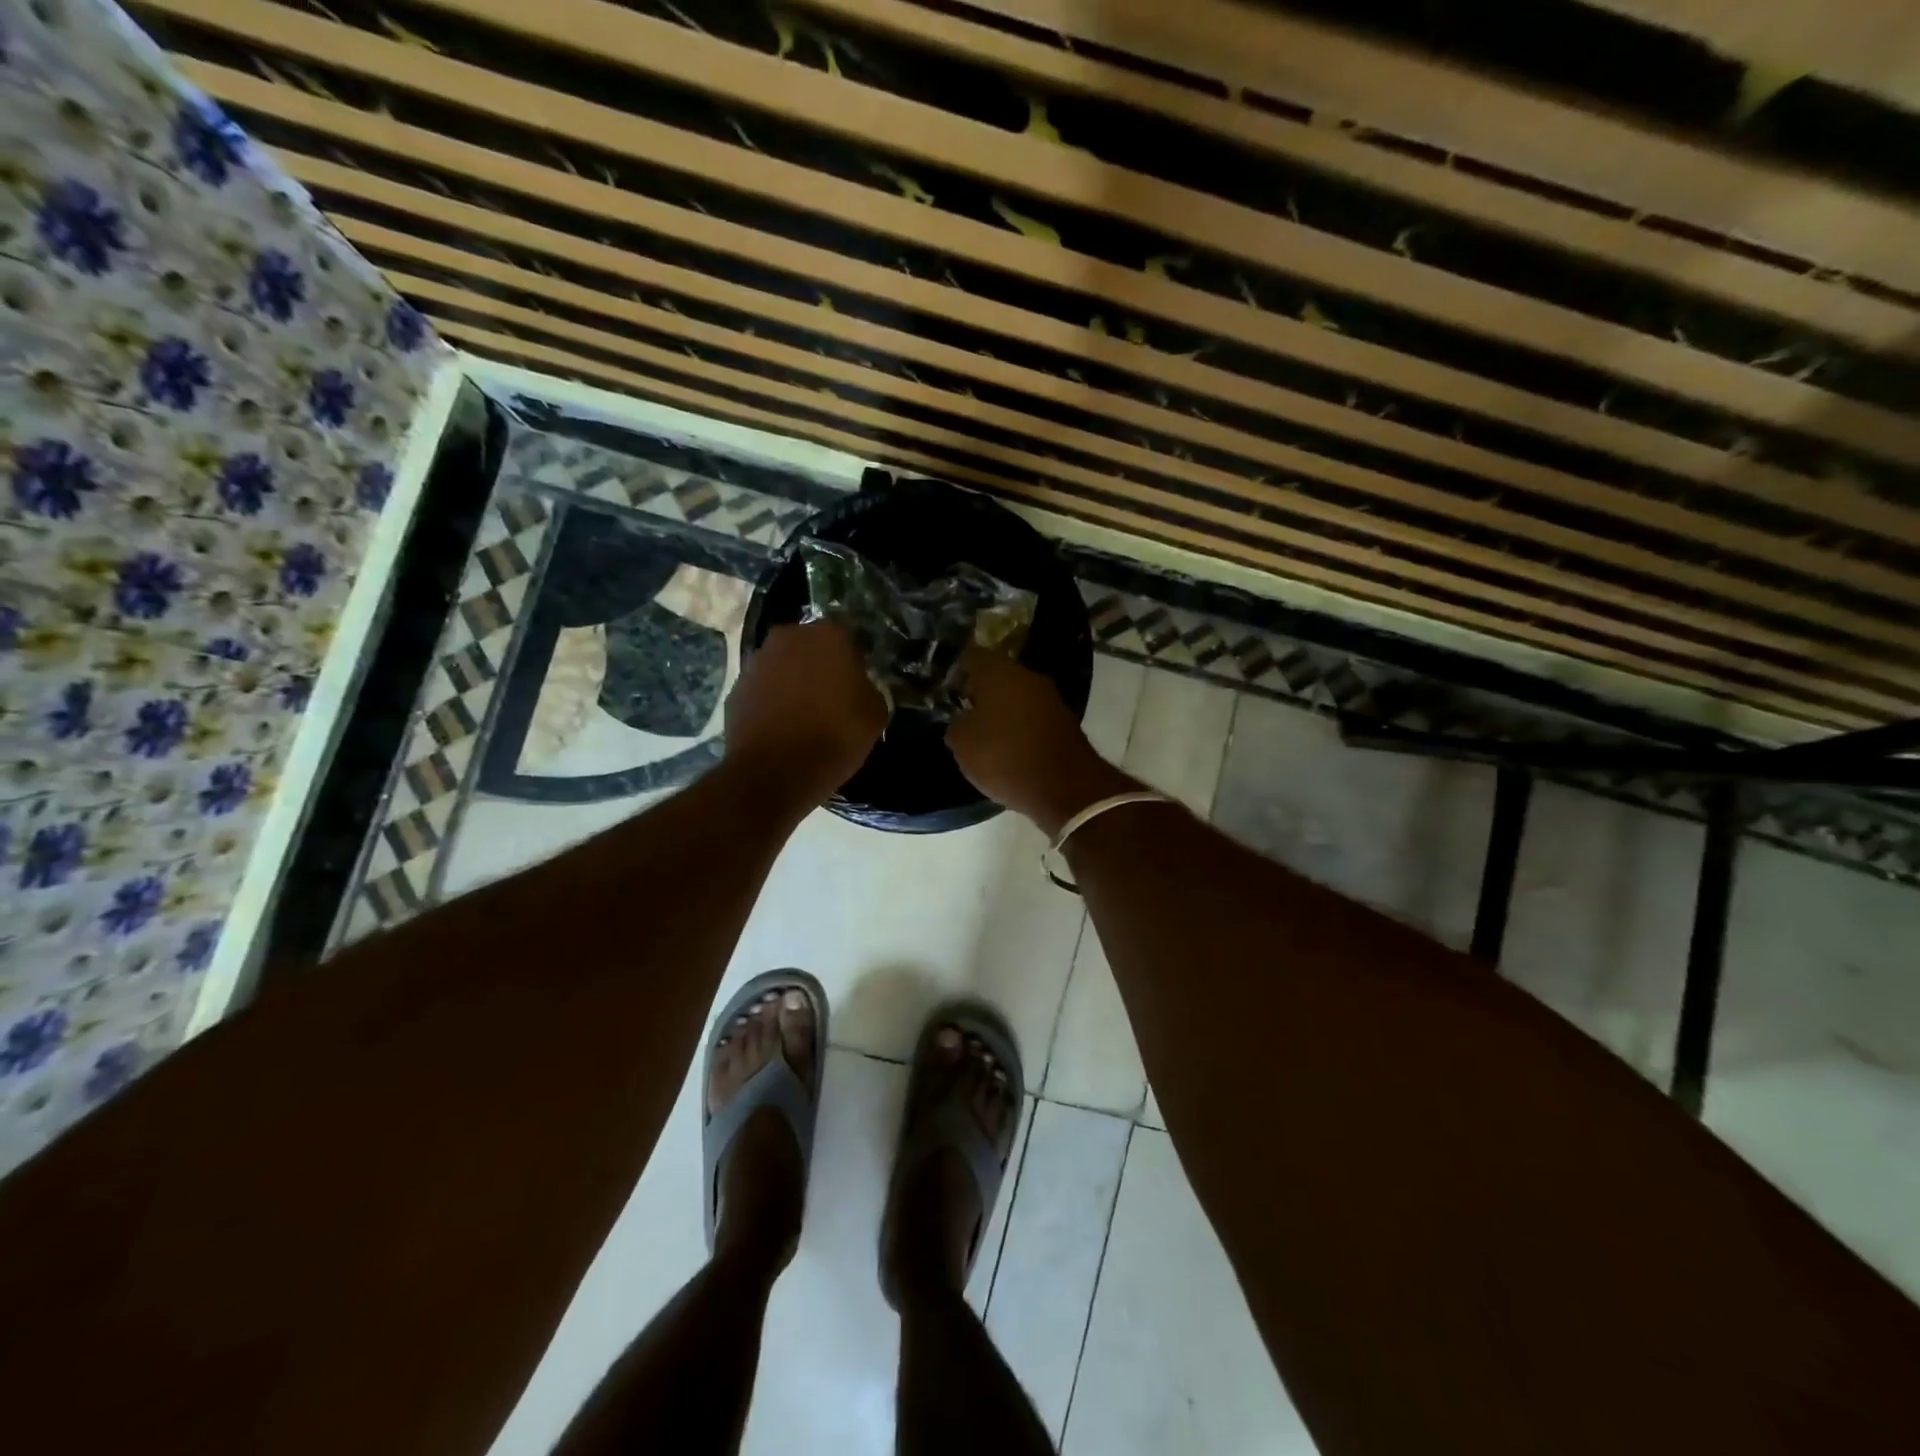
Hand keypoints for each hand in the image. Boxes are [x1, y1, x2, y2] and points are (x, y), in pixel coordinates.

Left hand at [726, 621, 886, 805]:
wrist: (775, 771)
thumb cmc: (835, 735)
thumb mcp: (876, 714)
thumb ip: (869, 689)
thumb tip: (859, 688)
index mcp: (829, 635)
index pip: (848, 640)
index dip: (854, 663)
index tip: (857, 687)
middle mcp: (789, 637)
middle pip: (811, 647)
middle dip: (820, 666)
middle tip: (831, 698)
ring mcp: (757, 661)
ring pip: (784, 666)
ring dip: (793, 682)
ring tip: (805, 715)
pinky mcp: (736, 688)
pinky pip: (763, 689)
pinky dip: (771, 702)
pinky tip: (782, 727)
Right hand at [945, 646, 1132, 834]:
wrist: (1065, 786)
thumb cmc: (1004, 757)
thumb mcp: (962, 744)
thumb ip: (957, 724)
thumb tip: (964, 720)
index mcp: (998, 672)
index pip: (972, 657)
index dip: (958, 672)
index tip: (949, 691)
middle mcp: (1027, 676)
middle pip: (999, 676)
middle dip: (983, 693)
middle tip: (966, 714)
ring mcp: (1051, 698)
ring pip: (1019, 696)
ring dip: (1004, 711)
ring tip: (988, 735)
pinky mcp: (1066, 721)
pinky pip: (1035, 717)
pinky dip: (1022, 728)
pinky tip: (1012, 748)